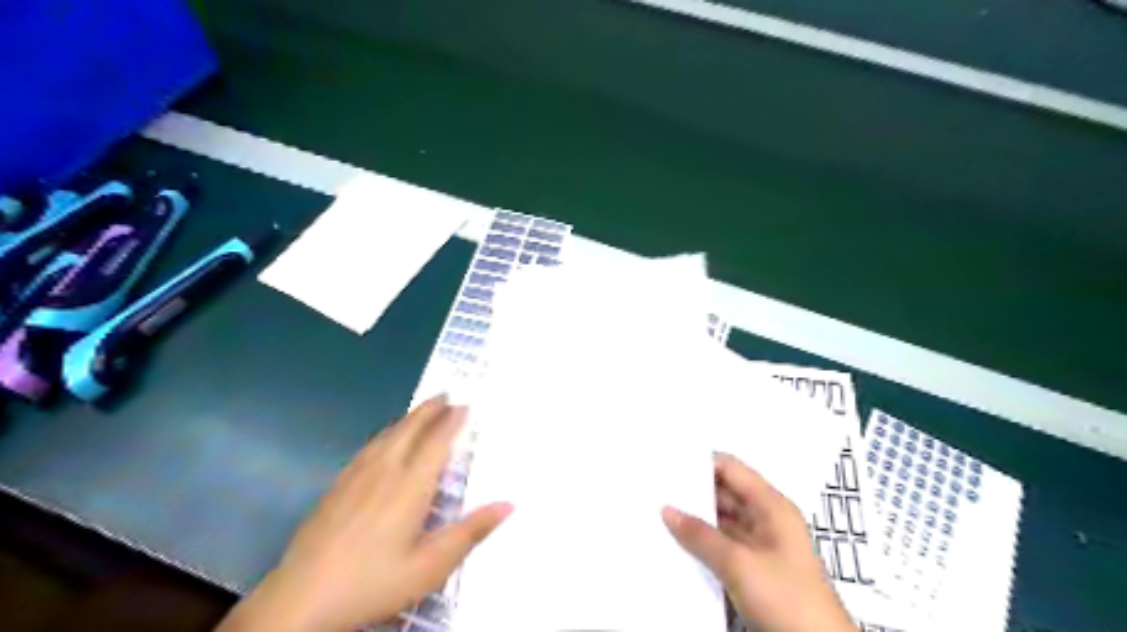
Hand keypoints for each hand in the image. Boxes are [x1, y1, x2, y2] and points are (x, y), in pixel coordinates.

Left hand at [214, 395, 513, 630]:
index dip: (452, 422)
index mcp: (410, 487)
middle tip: (446, 393)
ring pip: (387, 435)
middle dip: (430, 409)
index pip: (436, 443)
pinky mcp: (337, 486)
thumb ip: (470, 532)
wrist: (301, 599)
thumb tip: (509, 504)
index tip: (465, 405)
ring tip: (422, 409)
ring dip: (408, 417)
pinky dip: (386, 433)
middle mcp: (384, 471)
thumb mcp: (430, 566)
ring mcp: (356, 476)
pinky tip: (384, 440)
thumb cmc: (374, 582)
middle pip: (410, 429)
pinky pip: (368, 447)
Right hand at [662, 454, 854, 631]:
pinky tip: (677, 542)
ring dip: (696, 518)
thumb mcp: (738, 563)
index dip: (700, 463)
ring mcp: (761, 545)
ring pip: (722, 521)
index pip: (731, 468)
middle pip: (725, 493)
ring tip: (658, 512)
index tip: (667, 463)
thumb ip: (700, 535)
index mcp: (771, 505)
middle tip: (656, 488)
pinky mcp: (755, 568)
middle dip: (693, 491)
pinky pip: (723, 545)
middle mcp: (766, 518)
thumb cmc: (785, 596)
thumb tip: (666, 510)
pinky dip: (703, 542)